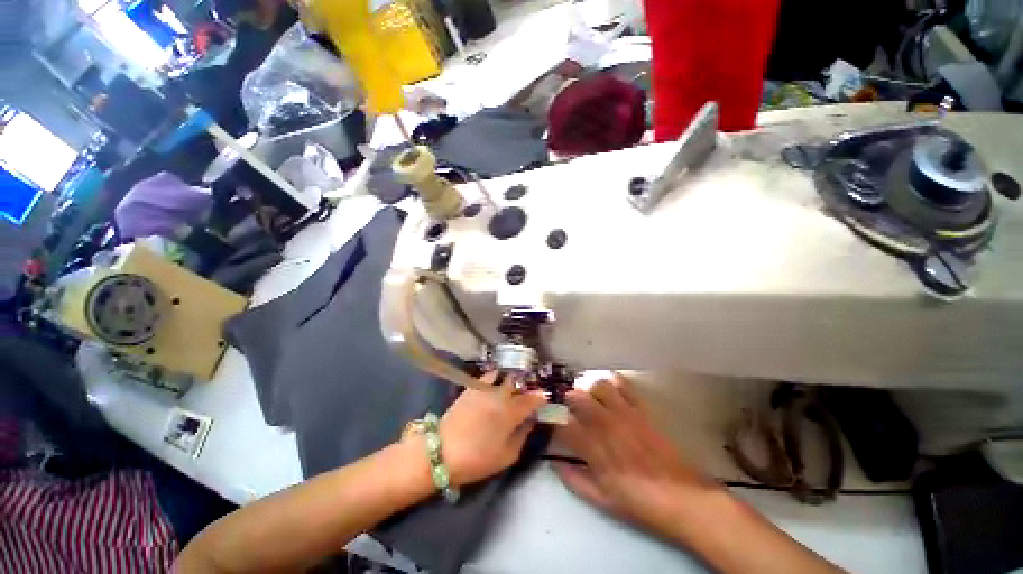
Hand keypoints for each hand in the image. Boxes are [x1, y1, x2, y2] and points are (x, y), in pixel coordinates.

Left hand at [435, 373, 546, 486]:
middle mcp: (500, 394)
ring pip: (504, 376)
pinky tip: (495, 385)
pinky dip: (495, 378)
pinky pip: (488, 376)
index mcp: (511, 411)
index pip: (533, 398)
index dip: (541, 397)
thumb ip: (523, 435)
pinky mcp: (471, 387)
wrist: (441, 451)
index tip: (545, 399)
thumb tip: (530, 421)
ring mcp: (485, 388)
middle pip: (519, 382)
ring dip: (511, 380)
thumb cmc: (477, 458)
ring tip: (512, 387)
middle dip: (526, 386)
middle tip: (528, 393)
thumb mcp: (507, 455)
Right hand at [554, 374, 720, 537]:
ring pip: (598, 385)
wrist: (682, 497)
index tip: (551, 421)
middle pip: (577, 397)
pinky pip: (624, 385)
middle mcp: (605, 425)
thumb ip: (574, 479)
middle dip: (567, 399)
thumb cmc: (639, 502)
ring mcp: (624, 413)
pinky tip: (611, 389)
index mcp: (593, 448)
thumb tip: (554, 463)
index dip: (553, 420)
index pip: (563, 424)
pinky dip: (614, 382)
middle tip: (569, 407)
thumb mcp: (602, 499)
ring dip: (590, 389)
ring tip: (590, 397)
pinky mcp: (641, 409)